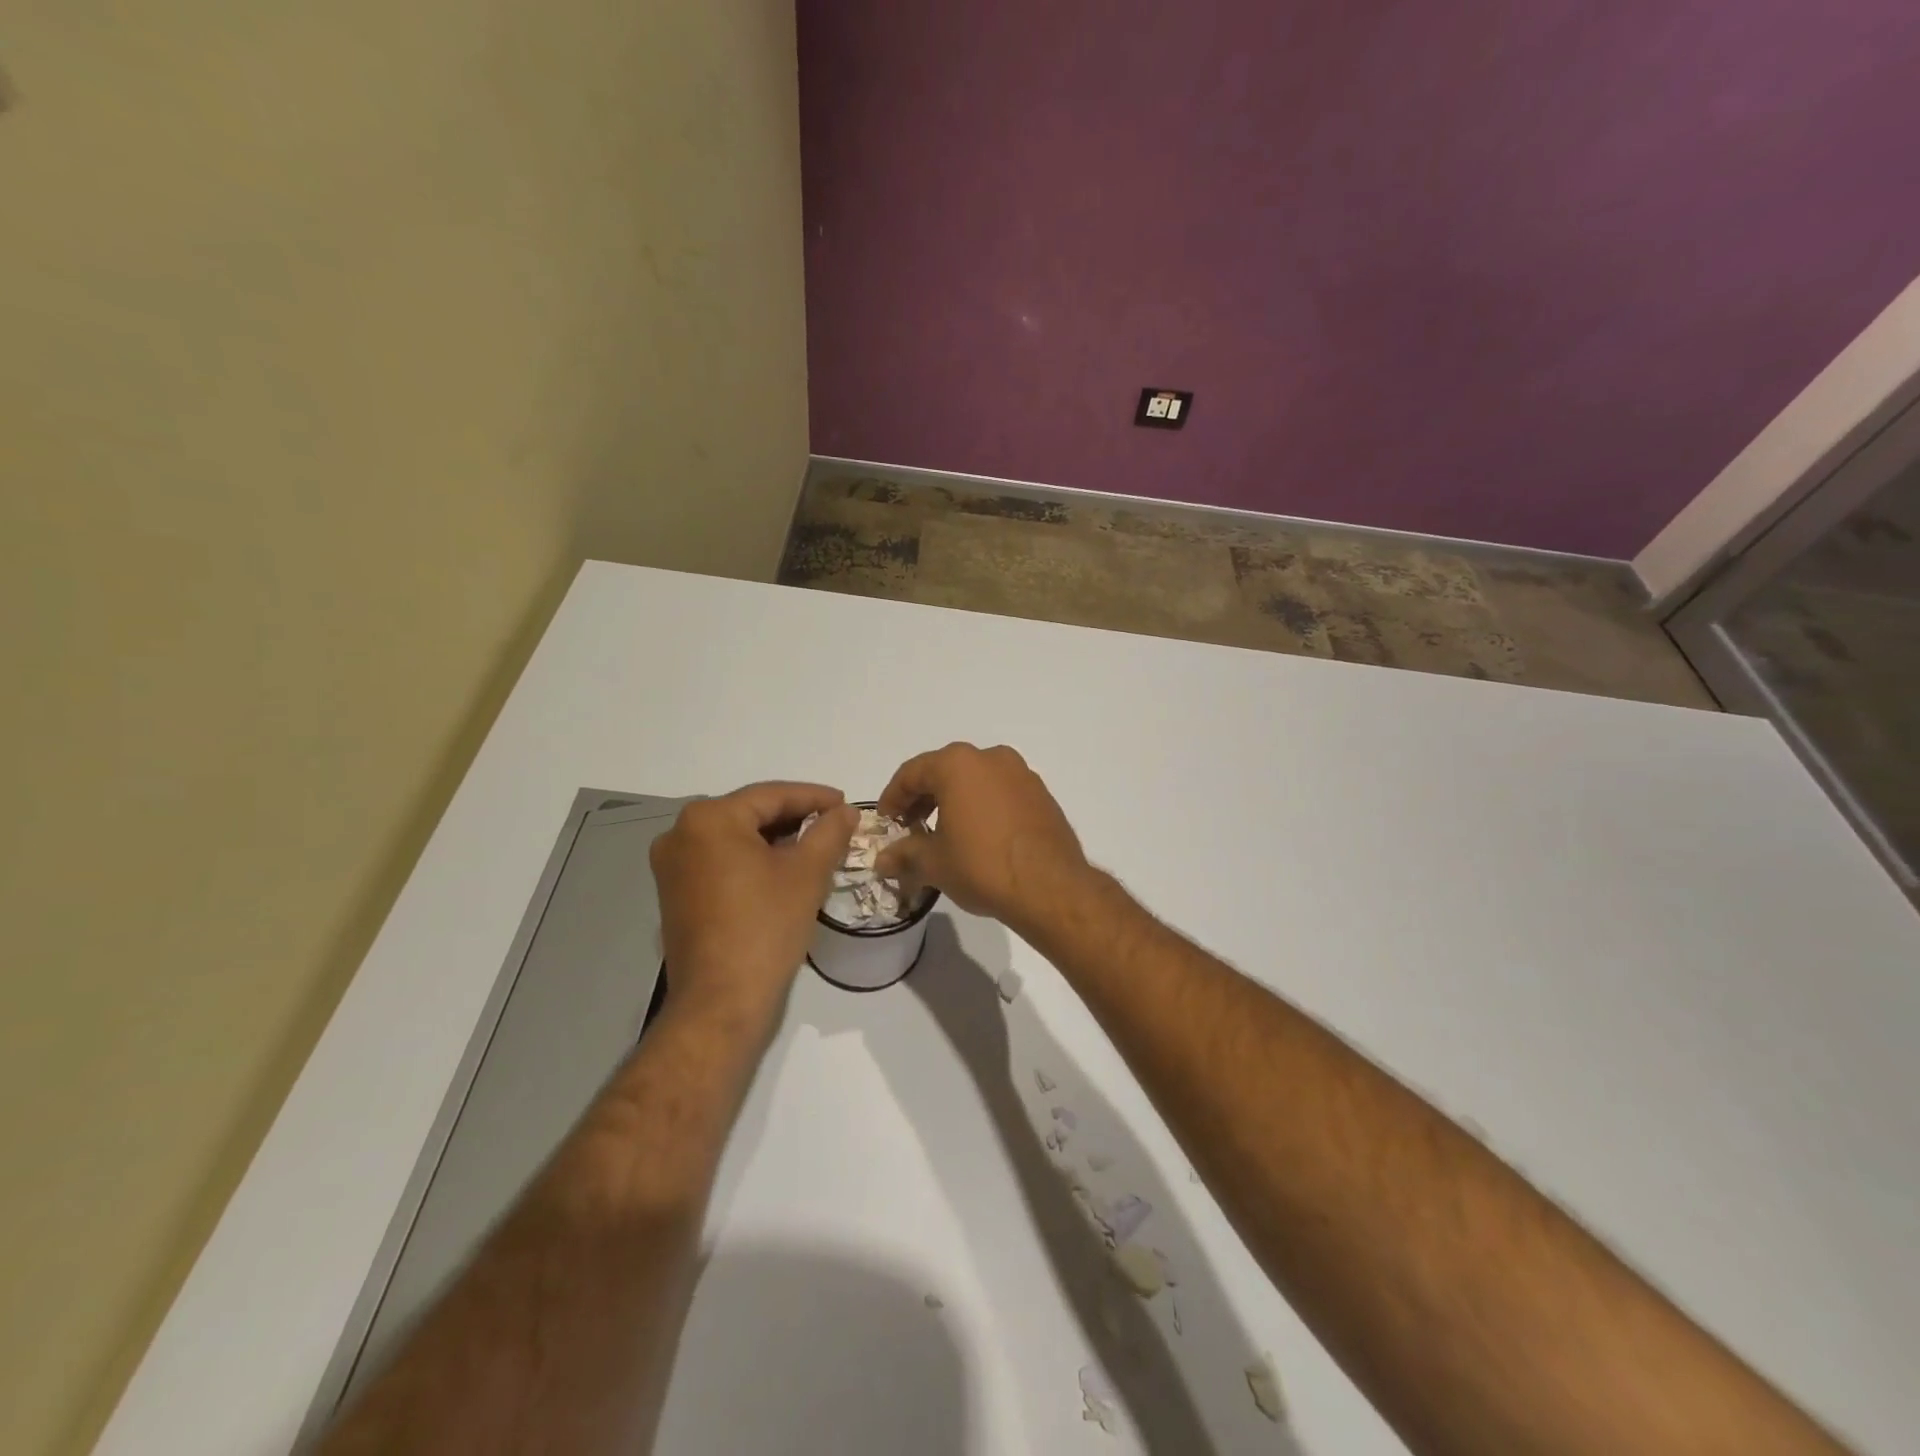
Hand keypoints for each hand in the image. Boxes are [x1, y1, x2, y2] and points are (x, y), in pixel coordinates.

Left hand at [651, 783, 857, 1029]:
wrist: (721, 1002)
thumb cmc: (765, 928)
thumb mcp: (807, 873)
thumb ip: (829, 831)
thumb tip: (846, 811)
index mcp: (709, 819)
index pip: (771, 795)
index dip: (814, 797)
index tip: (846, 803)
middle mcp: (680, 833)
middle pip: (750, 814)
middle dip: (795, 818)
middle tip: (834, 824)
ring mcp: (672, 865)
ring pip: (736, 838)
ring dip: (776, 840)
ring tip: (816, 846)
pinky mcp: (675, 893)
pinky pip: (721, 861)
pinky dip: (753, 860)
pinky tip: (784, 870)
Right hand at [875, 743, 1092, 935]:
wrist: (1050, 887)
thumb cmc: (982, 866)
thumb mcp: (934, 863)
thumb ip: (904, 855)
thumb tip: (882, 861)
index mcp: (958, 764)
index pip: (912, 773)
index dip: (893, 797)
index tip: (886, 821)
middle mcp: (990, 758)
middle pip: (944, 771)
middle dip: (923, 798)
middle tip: (910, 828)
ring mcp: (1021, 773)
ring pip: (975, 780)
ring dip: (953, 801)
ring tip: (943, 834)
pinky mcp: (1041, 794)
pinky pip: (1000, 792)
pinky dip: (982, 806)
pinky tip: (978, 836)